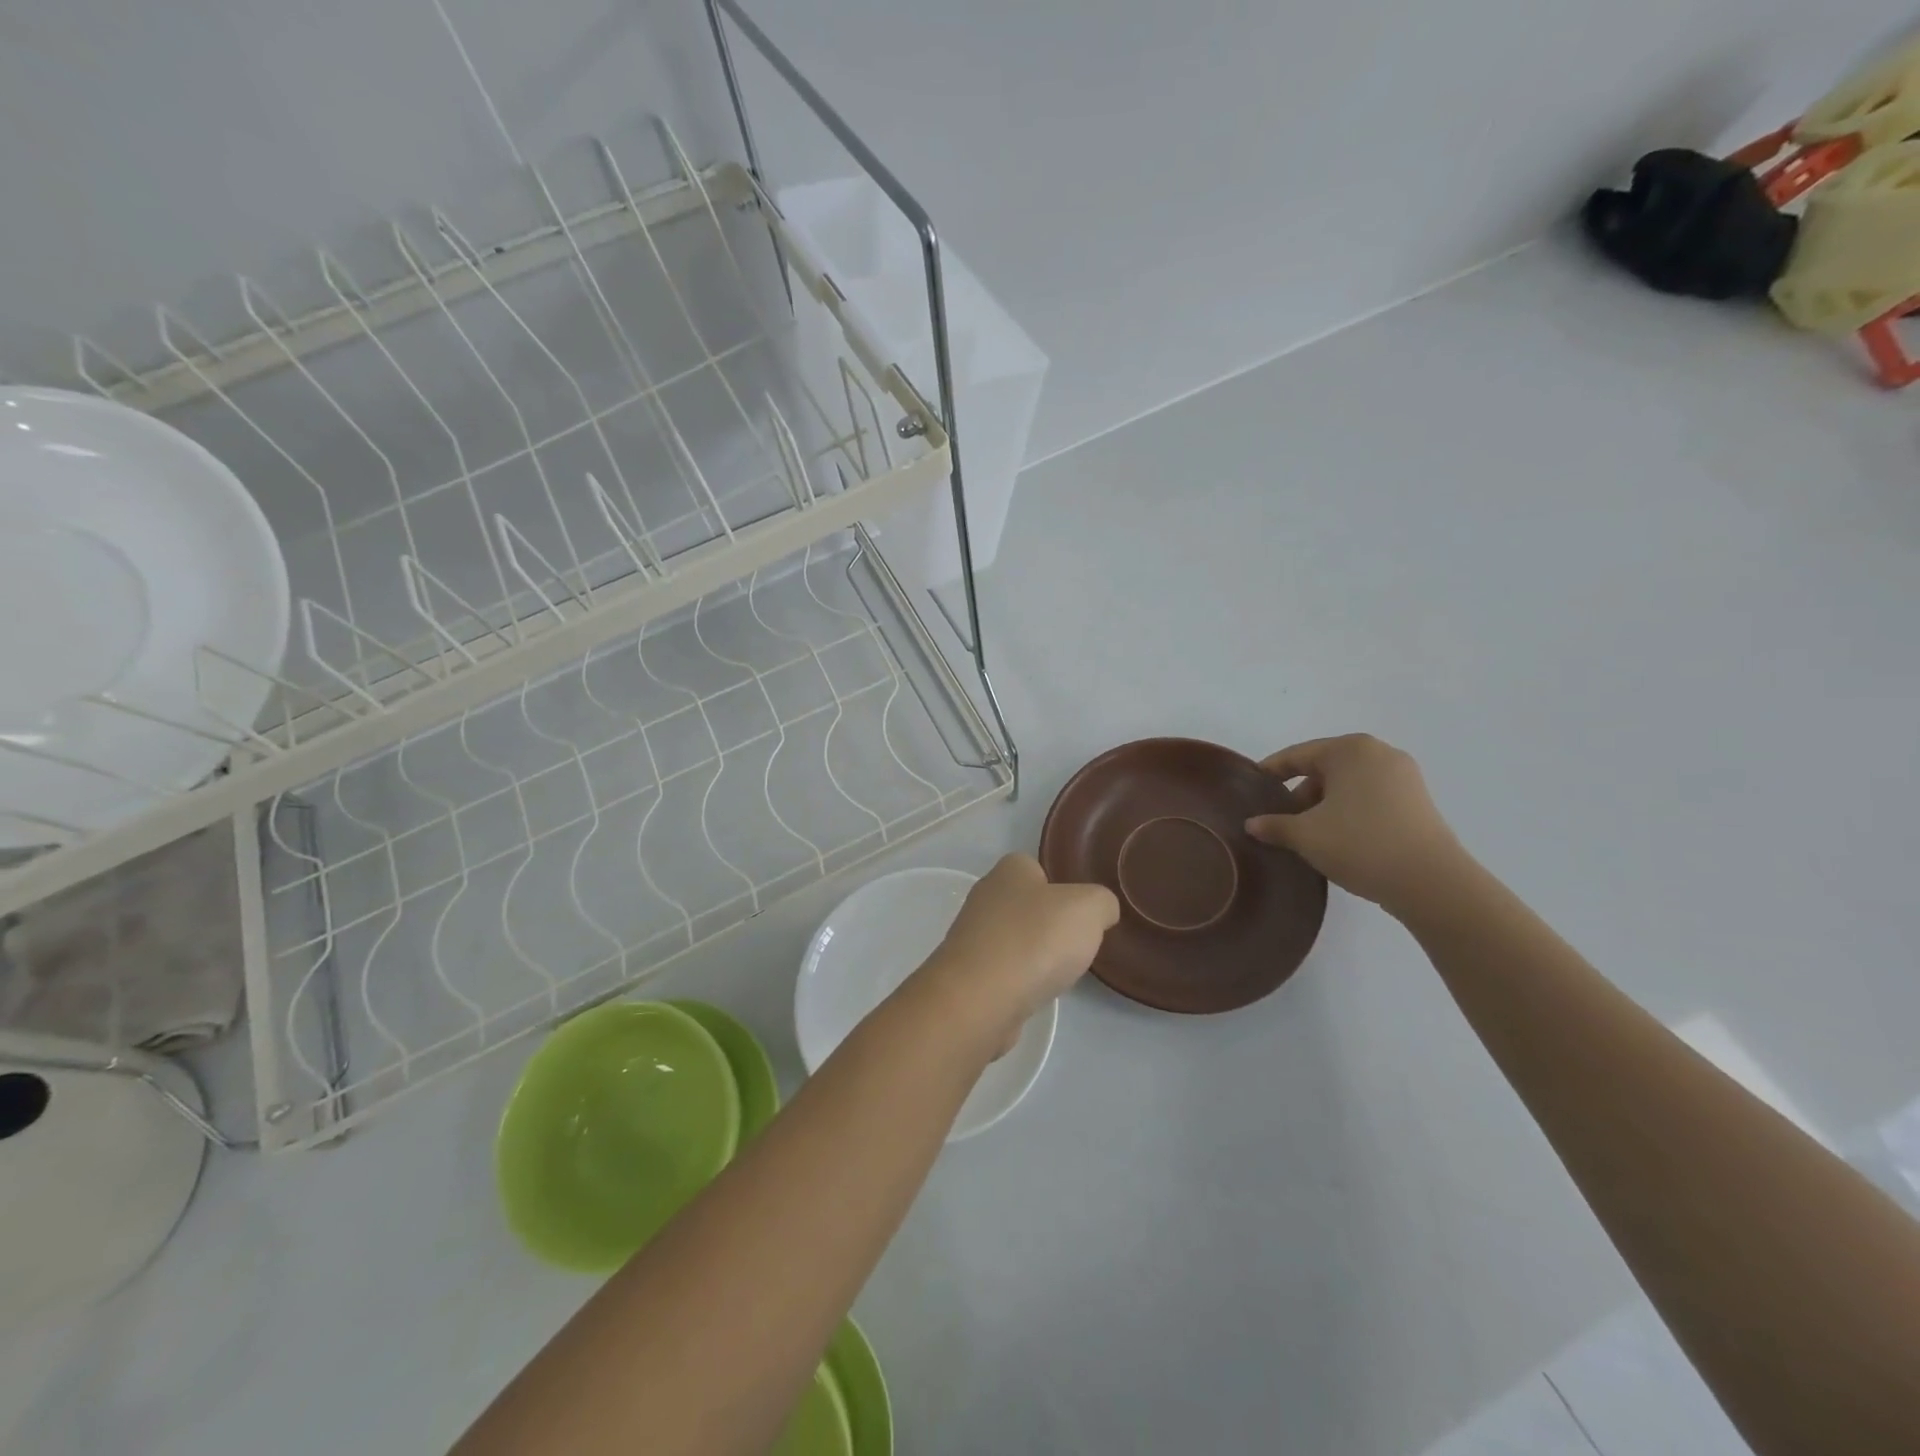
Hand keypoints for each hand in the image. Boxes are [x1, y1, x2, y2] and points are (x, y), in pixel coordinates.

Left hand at [915, 854, 1118, 1054]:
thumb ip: (1102, 903)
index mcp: (1009, 870)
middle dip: (1048, 925)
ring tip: (1055, 975)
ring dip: (1033, 956)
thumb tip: (1100, 913)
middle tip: (1072, 946)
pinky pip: (1002, 972)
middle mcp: (984, 897)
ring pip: (1013, 941)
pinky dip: (1018, 983)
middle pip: (1025, 906)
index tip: (1079, 913)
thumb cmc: (1036, 940)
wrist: (981, 998)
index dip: (1061, 888)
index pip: (1036, 867)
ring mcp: (971, 937)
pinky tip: (1032, 995)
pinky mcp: (967, 975)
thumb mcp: (1089, 908)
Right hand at [1244, 735, 1468, 915]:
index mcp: (1350, 750)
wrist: (1431, 883)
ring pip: (1348, 784)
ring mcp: (1404, 777)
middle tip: (1279, 820)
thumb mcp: (1305, 835)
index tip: (1251, 789)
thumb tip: (1252, 824)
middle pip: (1324, 768)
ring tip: (1307, 834)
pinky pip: (1370, 798)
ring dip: (1324, 805)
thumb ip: (1273, 825)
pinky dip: (1349, 812)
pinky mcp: (1417, 801)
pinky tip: (1337, 838)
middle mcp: (1379, 753)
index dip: (1270, 772)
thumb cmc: (1360, 844)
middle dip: (1299, 793)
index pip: (1297, 755)